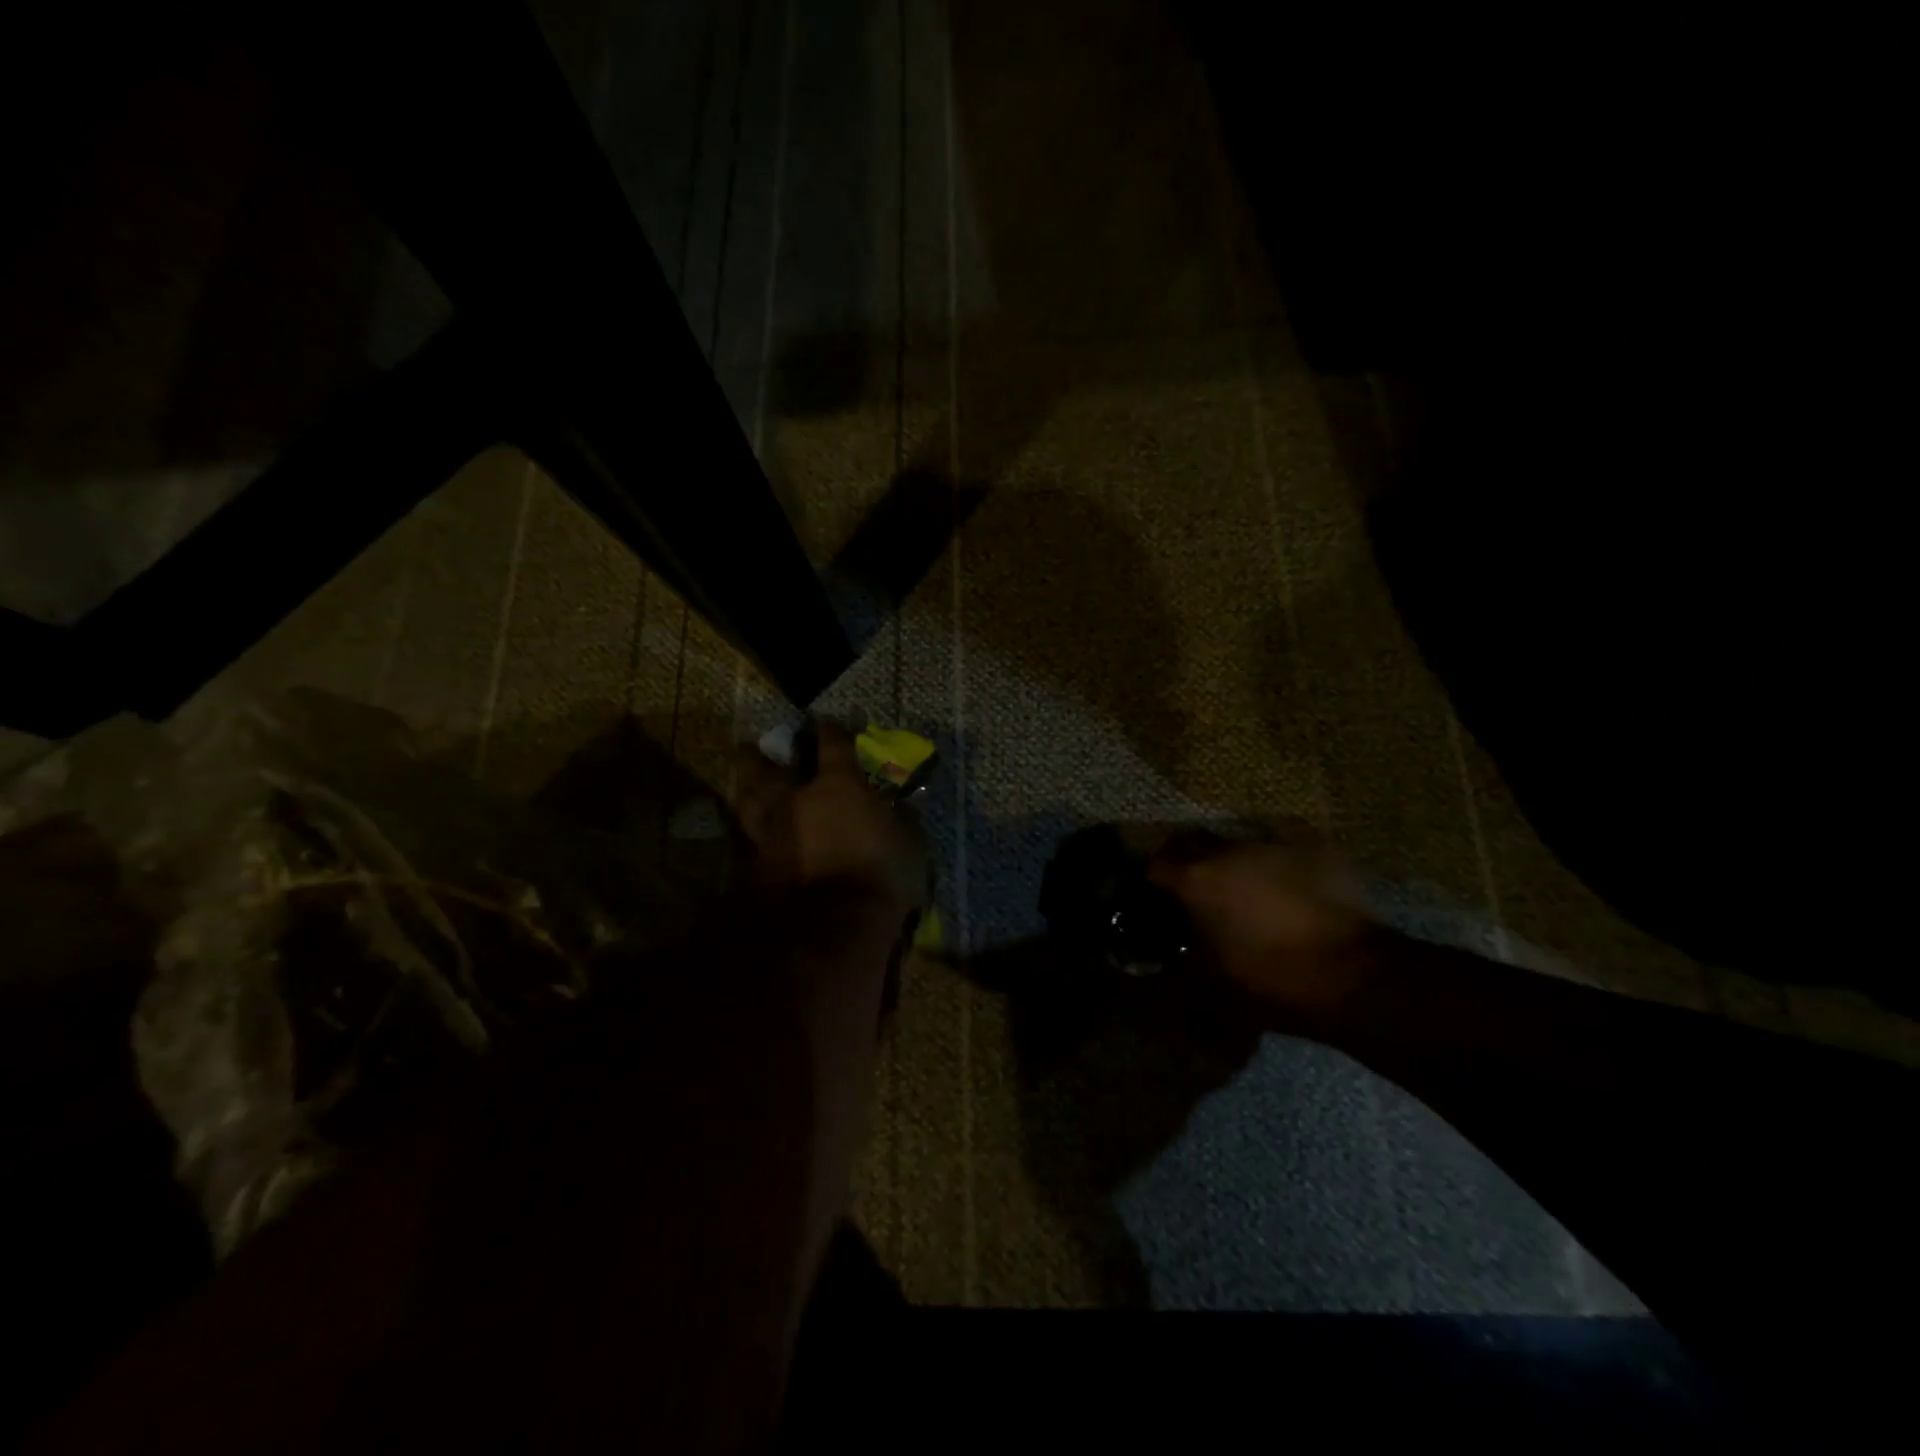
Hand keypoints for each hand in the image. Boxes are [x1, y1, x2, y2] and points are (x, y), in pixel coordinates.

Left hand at [733, 722, 927, 911]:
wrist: (834, 927)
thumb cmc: (881, 876)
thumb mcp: (911, 844)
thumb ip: (901, 820)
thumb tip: (899, 808)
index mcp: (838, 785)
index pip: (832, 744)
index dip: (830, 729)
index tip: (828, 723)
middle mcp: (796, 800)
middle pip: (767, 766)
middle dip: (761, 754)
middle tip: (755, 747)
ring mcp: (771, 832)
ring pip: (747, 799)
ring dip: (745, 787)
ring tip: (745, 783)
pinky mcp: (756, 866)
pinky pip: (749, 839)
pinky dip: (751, 832)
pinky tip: (753, 834)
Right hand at [1148, 823, 1374, 1019]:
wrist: (1354, 974)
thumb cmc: (1272, 980)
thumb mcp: (1212, 985)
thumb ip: (1177, 967)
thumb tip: (1152, 969)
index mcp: (1197, 881)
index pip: (1155, 866)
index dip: (1151, 879)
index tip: (1152, 894)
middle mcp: (1227, 850)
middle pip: (1191, 842)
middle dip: (1185, 859)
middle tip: (1190, 884)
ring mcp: (1271, 842)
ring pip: (1235, 839)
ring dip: (1228, 857)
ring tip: (1237, 880)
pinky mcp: (1311, 842)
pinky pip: (1278, 838)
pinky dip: (1270, 852)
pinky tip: (1277, 870)